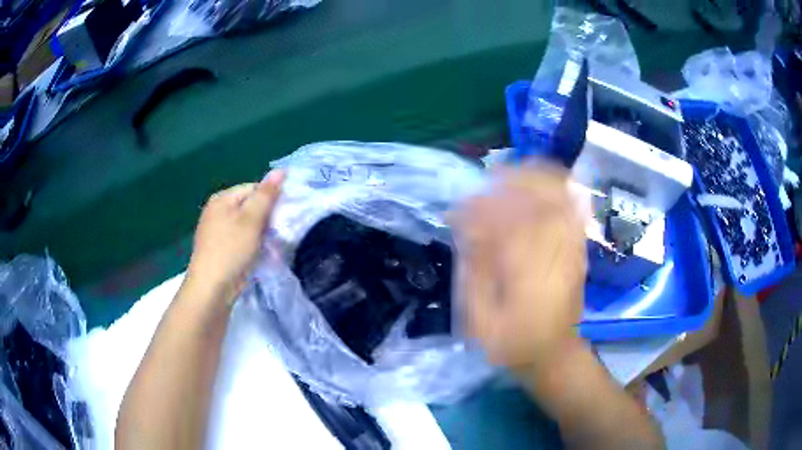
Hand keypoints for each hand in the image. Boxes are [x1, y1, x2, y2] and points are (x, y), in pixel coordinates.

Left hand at [185, 170, 284, 303]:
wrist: (211, 289)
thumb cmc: (231, 250)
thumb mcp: (251, 220)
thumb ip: (266, 195)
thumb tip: (281, 170)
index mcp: (221, 199)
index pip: (253, 188)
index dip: (270, 199)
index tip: (283, 216)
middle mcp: (216, 211)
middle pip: (249, 206)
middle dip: (265, 217)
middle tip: (278, 232)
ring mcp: (216, 231)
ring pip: (246, 225)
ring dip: (260, 233)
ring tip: (270, 245)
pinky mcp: (219, 249)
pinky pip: (240, 239)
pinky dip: (251, 244)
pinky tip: (257, 254)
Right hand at [449, 165, 586, 372]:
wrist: (554, 354)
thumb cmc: (513, 343)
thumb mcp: (481, 320)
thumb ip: (474, 272)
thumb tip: (467, 229)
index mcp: (528, 273)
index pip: (509, 221)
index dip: (484, 206)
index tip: (462, 205)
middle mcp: (555, 254)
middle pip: (543, 198)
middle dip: (516, 179)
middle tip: (491, 178)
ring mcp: (572, 249)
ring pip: (561, 198)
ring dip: (536, 179)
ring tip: (511, 177)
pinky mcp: (579, 250)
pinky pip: (573, 208)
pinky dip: (557, 190)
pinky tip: (539, 187)